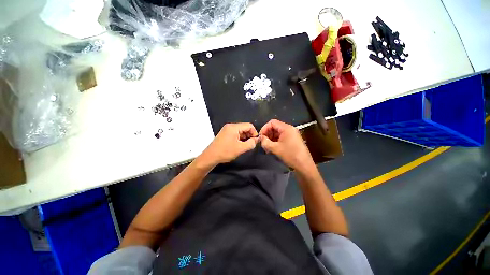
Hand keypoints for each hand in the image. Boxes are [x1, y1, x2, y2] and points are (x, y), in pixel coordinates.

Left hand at [198, 123, 258, 167]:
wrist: (210, 156)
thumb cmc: (225, 152)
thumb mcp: (240, 148)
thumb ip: (251, 143)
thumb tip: (257, 140)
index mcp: (234, 127)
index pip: (249, 125)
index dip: (254, 132)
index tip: (256, 141)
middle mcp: (230, 126)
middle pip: (244, 127)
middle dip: (249, 135)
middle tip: (251, 144)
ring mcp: (227, 129)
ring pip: (240, 131)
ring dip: (245, 137)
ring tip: (246, 146)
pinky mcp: (225, 134)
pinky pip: (236, 133)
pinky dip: (240, 138)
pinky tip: (240, 145)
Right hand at [259, 119, 313, 170]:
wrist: (304, 165)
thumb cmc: (290, 155)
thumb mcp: (275, 148)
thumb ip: (265, 142)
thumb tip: (259, 138)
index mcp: (286, 128)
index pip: (272, 122)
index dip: (264, 128)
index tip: (260, 137)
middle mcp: (289, 129)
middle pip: (274, 127)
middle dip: (267, 134)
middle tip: (263, 143)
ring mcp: (291, 134)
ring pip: (277, 133)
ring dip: (271, 139)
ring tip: (267, 147)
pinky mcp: (292, 140)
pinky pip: (281, 137)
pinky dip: (275, 141)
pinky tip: (272, 148)